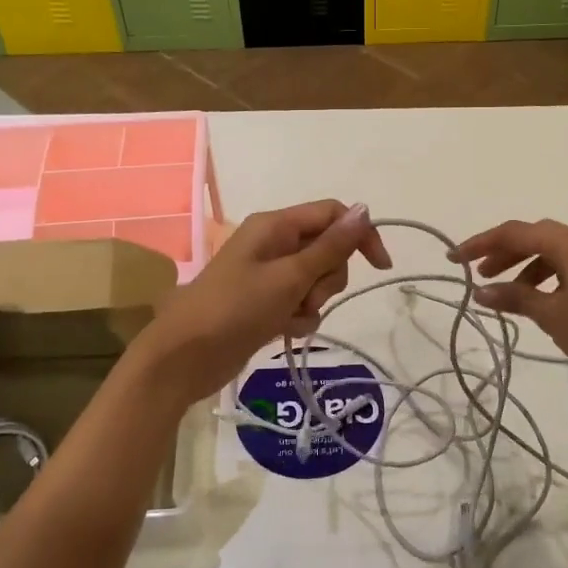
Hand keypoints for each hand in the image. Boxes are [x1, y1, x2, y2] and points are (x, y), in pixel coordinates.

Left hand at [130, 200, 391, 404]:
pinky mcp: (266, 303)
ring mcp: (269, 274)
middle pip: (327, 249)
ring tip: (290, 317)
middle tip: (307, 296)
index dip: (360, 235)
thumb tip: (365, 209)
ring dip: (313, 301)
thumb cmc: (236, 308)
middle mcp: (274, 243)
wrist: (186, 357)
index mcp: (276, 225)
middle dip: (328, 277)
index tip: (380, 267)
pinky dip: (299, 317)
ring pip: (316, 279)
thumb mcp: (290, 276)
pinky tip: (283, 331)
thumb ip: (330, 246)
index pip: (333, 214)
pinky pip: (300, 302)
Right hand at [449, 219, 567, 393]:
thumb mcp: (551, 315)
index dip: (481, 243)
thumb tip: (480, 292)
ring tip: (507, 292)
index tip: (455, 259)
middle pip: (535, 236)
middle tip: (479, 273)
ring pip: (554, 251)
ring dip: (525, 266)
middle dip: (503, 252)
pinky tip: (540, 299)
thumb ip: (514, 298)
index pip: (516, 233)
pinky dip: (548, 275)